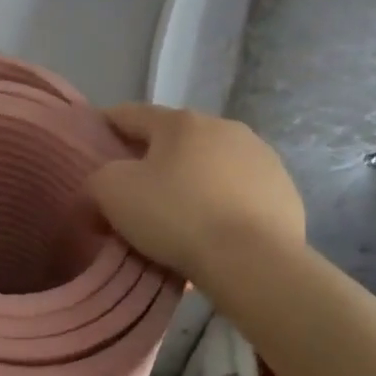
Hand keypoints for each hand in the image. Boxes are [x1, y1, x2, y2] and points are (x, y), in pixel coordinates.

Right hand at [86, 104, 305, 280]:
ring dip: (189, 179)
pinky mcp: (284, 191)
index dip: (105, 125)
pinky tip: (209, 230)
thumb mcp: (111, 192)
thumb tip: (103, 186)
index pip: (130, 114)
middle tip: (131, 189)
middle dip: (151, 158)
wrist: (253, 261)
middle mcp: (224, 128)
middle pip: (173, 139)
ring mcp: (262, 158)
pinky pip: (237, 191)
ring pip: (209, 164)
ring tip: (174, 214)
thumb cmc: (175, 215)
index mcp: (181, 122)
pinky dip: (219, 203)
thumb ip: (96, 178)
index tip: (91, 144)